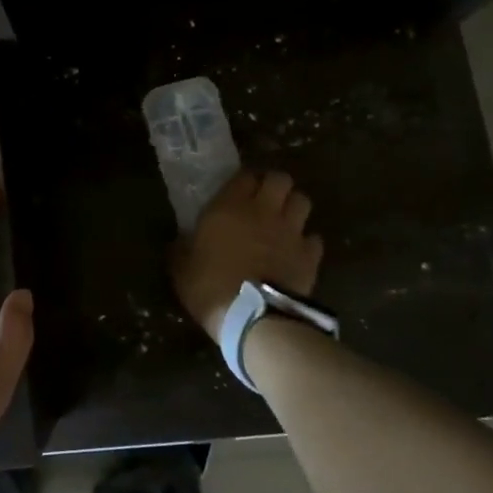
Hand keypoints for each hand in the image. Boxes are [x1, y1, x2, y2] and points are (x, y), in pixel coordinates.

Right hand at [171, 170, 324, 343]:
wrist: (253, 317)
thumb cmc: (210, 286)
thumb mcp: (181, 267)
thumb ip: (182, 247)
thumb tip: (179, 240)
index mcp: (229, 207)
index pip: (244, 176)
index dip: (243, 181)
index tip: (237, 192)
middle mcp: (264, 211)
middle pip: (280, 179)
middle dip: (274, 185)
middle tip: (264, 200)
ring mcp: (291, 232)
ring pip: (302, 201)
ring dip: (293, 207)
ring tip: (283, 220)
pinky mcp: (310, 256)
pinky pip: (313, 238)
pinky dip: (307, 241)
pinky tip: (297, 251)